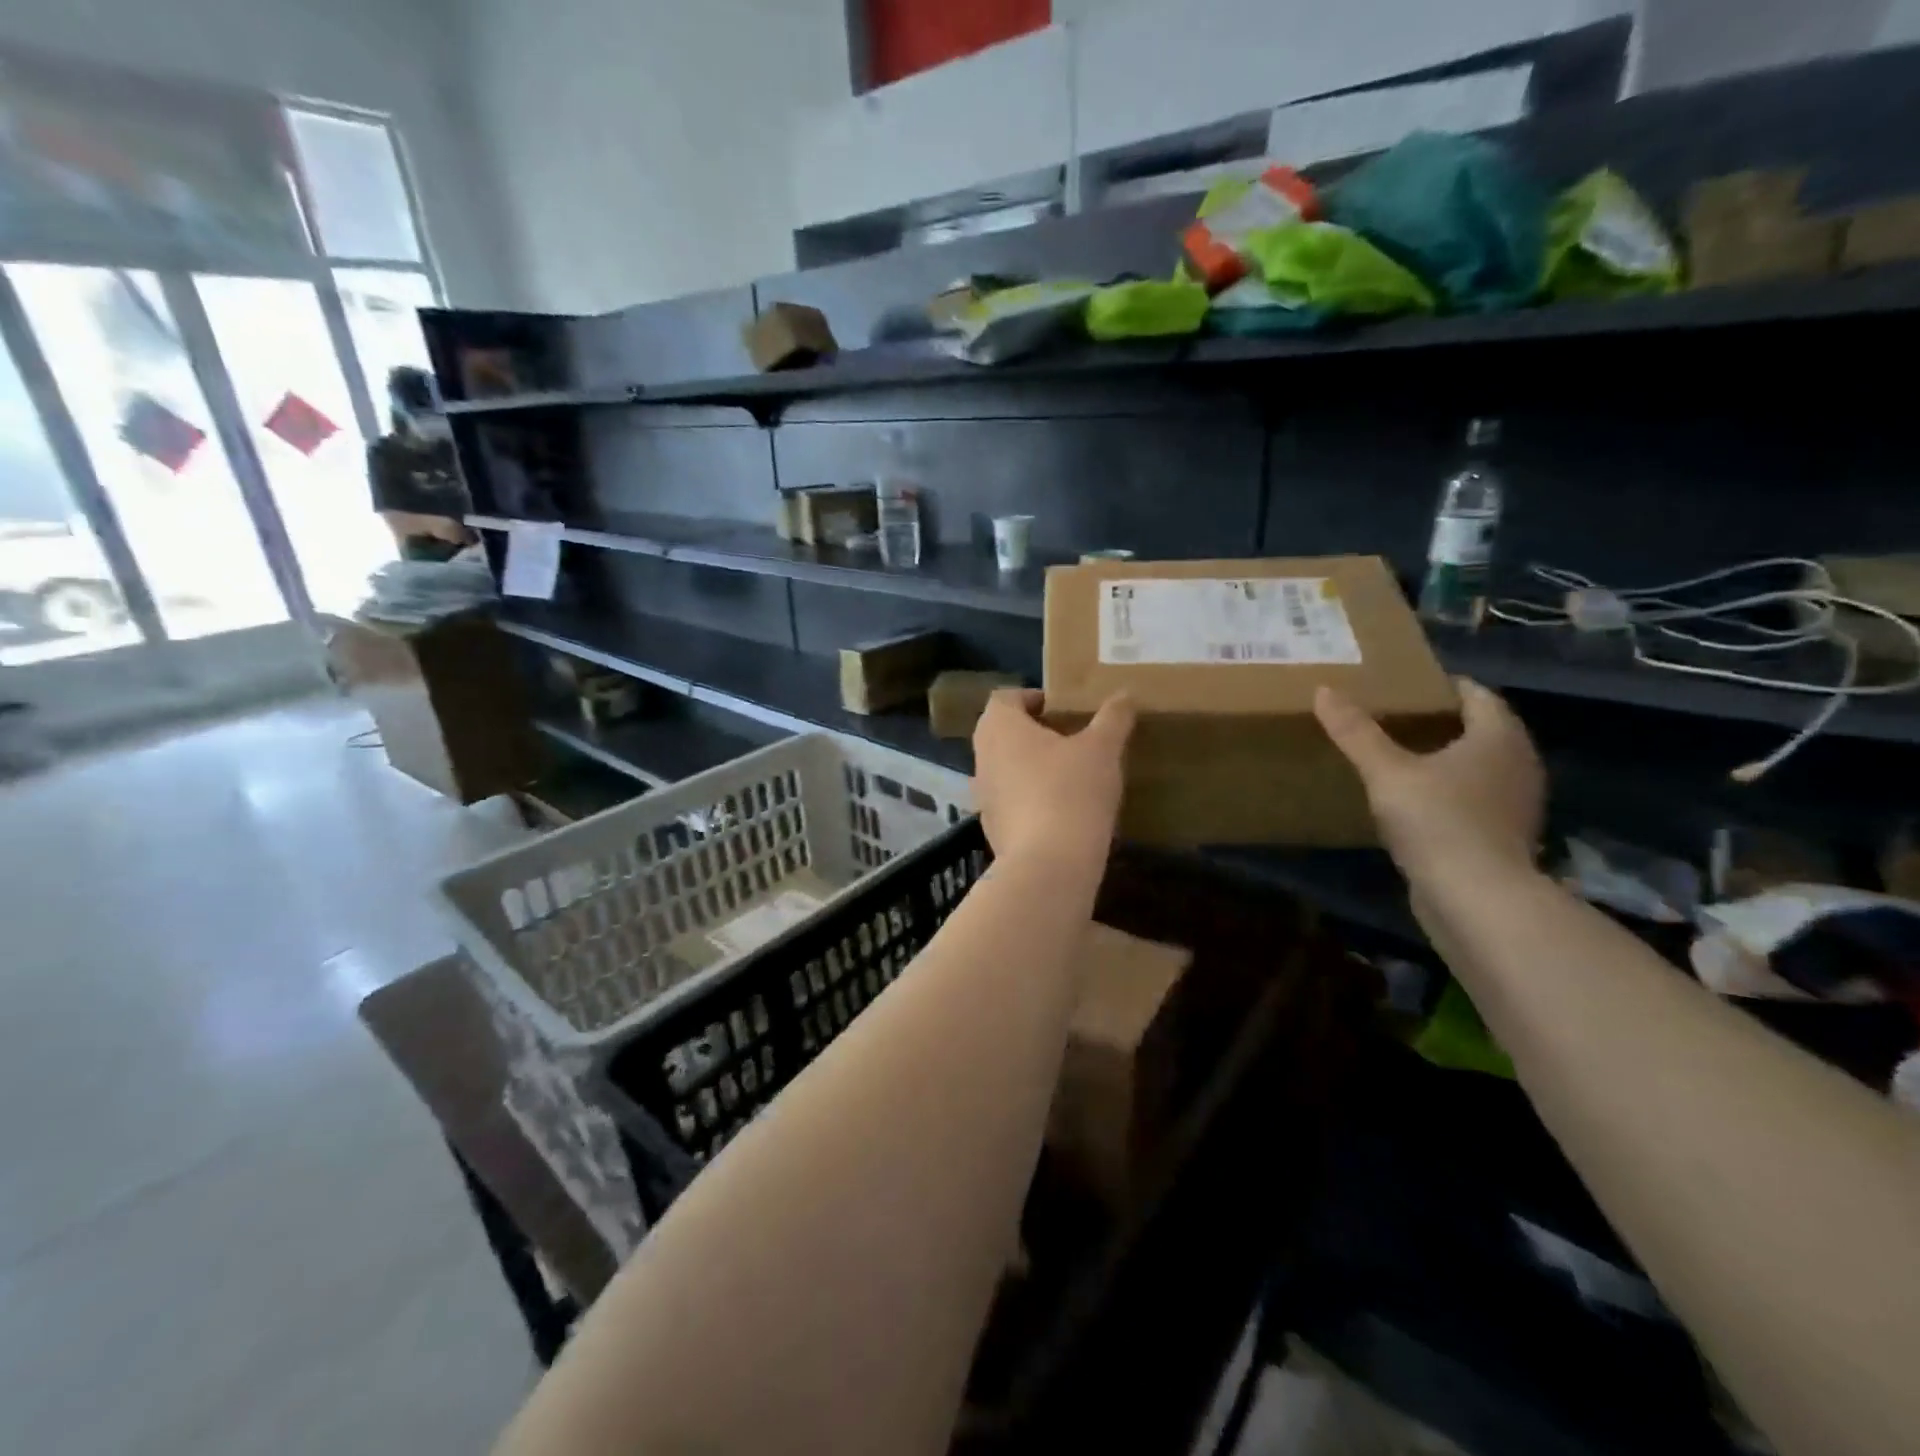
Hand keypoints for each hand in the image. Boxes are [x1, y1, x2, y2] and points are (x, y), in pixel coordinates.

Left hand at [973, 690, 1133, 866]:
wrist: (1048, 866)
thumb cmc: (1071, 792)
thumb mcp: (1102, 749)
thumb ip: (1113, 718)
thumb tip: (1125, 694)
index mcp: (1000, 727)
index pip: (1004, 698)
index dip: (1031, 697)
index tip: (1061, 708)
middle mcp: (982, 756)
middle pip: (1001, 732)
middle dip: (1031, 732)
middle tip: (1069, 738)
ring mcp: (982, 794)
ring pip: (1003, 767)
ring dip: (1028, 765)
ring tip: (1067, 774)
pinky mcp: (991, 827)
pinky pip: (1008, 801)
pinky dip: (1028, 798)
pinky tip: (1058, 811)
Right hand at [1314, 678, 1543, 879]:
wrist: (1476, 899)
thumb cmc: (1438, 821)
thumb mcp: (1386, 772)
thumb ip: (1356, 733)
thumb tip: (1322, 690)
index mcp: (1498, 738)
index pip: (1477, 695)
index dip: (1445, 686)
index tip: (1408, 685)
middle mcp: (1518, 764)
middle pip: (1483, 729)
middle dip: (1445, 721)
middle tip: (1398, 717)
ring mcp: (1516, 803)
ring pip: (1481, 766)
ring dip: (1449, 758)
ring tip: (1403, 757)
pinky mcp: (1505, 836)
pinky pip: (1478, 798)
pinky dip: (1453, 791)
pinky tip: (1419, 801)